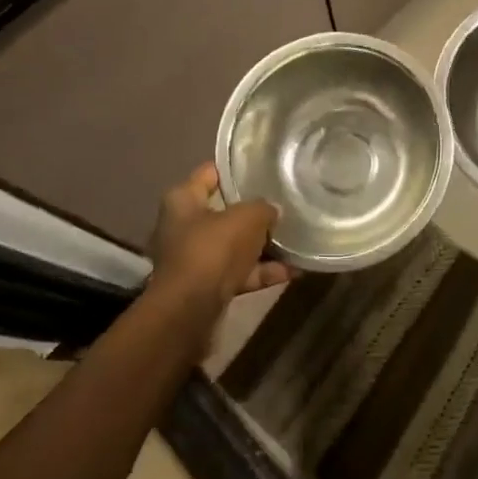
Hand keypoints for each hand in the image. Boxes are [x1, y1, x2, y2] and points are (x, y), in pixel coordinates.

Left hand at [147, 163, 293, 305]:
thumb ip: (263, 208)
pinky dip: (261, 271)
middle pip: (223, 211)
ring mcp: (193, 258)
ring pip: (233, 245)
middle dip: (252, 211)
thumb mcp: (247, 218)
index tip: (263, 167)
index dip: (236, 168)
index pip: (210, 172)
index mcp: (182, 199)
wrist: (190, 310)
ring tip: (295, 239)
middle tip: (283, 204)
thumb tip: (272, 211)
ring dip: (261, 246)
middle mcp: (182, 225)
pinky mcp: (205, 286)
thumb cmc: (213, 249)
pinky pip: (238, 272)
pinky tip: (293, 270)